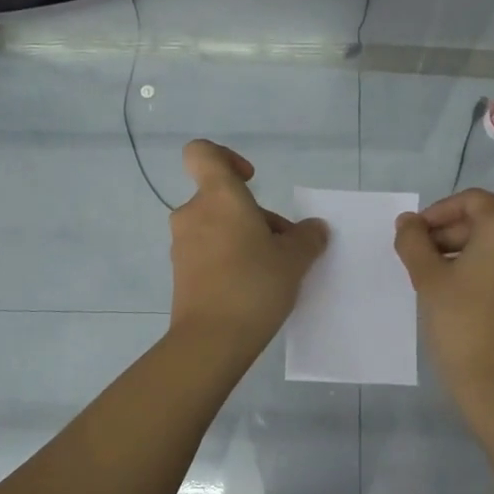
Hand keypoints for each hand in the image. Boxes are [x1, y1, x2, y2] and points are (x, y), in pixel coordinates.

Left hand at [168, 140, 328, 347]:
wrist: (211, 340)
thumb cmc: (254, 285)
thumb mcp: (294, 259)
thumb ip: (307, 237)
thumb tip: (313, 229)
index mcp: (219, 197)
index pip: (202, 153)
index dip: (227, 157)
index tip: (252, 180)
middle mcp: (194, 214)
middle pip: (223, 198)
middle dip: (256, 216)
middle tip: (285, 247)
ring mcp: (183, 245)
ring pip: (218, 226)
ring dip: (244, 238)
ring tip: (274, 270)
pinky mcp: (181, 272)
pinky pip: (208, 251)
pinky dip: (229, 258)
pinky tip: (253, 287)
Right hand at [394, 188, 493, 412]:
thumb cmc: (461, 322)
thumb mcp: (427, 278)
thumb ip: (413, 241)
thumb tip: (408, 222)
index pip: (473, 201)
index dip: (439, 212)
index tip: (415, 235)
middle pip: (489, 223)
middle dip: (452, 234)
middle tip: (421, 258)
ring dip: (469, 254)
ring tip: (439, 279)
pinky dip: (490, 272)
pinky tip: (466, 296)